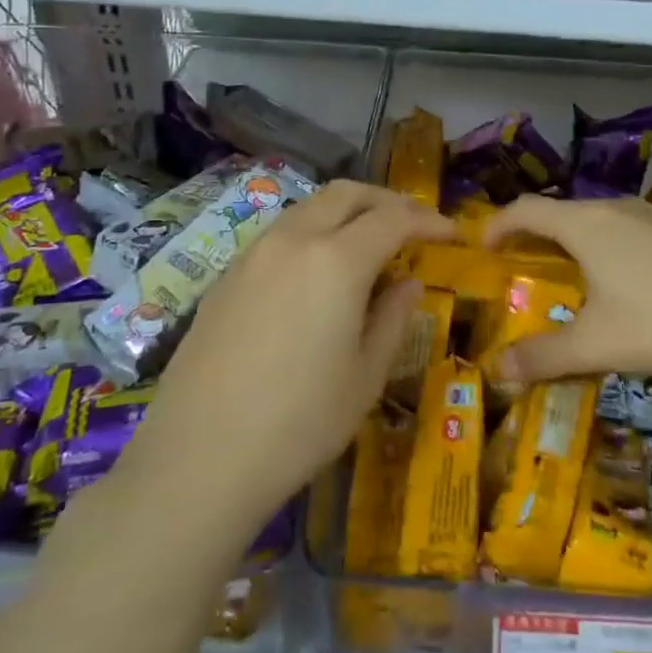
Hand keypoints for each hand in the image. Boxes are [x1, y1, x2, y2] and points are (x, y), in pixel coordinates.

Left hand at [123, 181, 453, 533]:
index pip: (393, 219)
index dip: (427, 220)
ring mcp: (253, 255)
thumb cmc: (300, 423)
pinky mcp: (225, 277)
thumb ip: (392, 318)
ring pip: (308, 208)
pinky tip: (317, 273)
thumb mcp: (365, 376)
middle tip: (412, 224)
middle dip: (386, 200)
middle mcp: (293, 240)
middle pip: (346, 194)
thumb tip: (408, 283)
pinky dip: (312, 234)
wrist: (199, 458)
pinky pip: (279, 235)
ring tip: (368, 244)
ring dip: (346, 213)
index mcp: (336, 260)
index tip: (452, 233)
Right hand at [483, 194, 651, 384]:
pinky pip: (625, 229)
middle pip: (562, 211)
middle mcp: (615, 209)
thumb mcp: (598, 344)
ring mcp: (651, 217)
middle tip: (519, 262)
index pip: (528, 210)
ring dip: (572, 238)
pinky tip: (620, 278)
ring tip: (565, 269)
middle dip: (534, 233)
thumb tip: (499, 369)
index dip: (499, 224)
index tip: (483, 245)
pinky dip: (604, 245)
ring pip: (597, 219)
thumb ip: (545, 356)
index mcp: (585, 225)